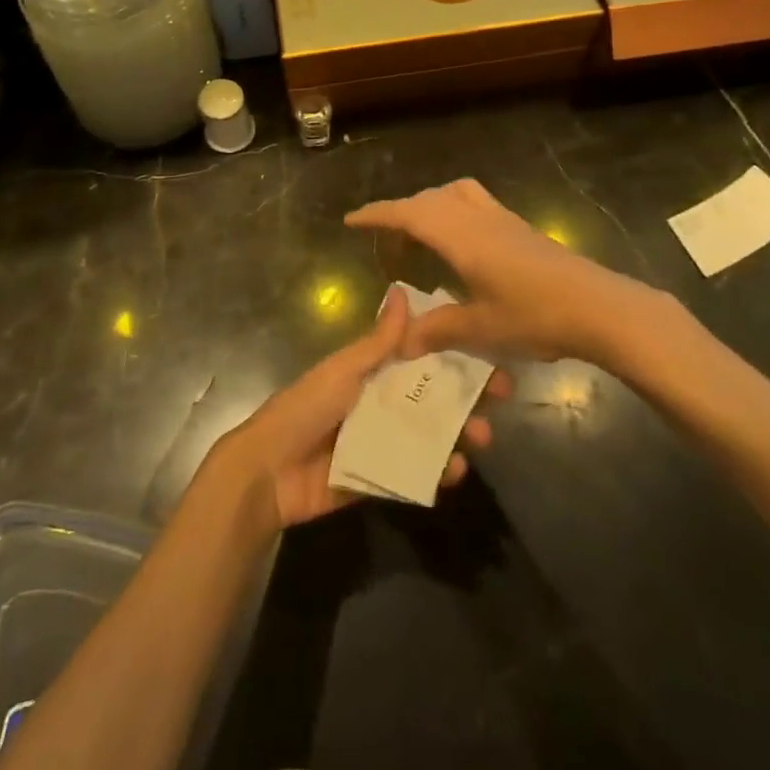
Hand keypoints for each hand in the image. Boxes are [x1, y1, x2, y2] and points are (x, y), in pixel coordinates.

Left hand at [213, 285, 512, 531]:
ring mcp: (382, 442)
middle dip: (466, 398)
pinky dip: (437, 472)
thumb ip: (378, 340)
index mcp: (372, 372)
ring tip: (481, 439)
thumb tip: (402, 291)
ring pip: (430, 435)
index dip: (454, 355)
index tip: (489, 353)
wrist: (268, 471)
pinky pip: (415, 473)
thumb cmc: (306, 407)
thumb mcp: (344, 369)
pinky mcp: (378, 478)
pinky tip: (456, 471)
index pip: (421, 358)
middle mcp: (381, 403)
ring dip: (459, 435)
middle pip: (432, 397)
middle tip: (500, 399)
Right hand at [346, 179, 658, 367]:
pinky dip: (453, 208)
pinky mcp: (520, 227)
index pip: (409, 214)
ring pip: (455, 194)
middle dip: (400, 211)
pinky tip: (461, 241)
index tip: (351, 220)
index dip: (377, 214)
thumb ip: (438, 330)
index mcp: (461, 237)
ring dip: (430, 204)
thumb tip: (401, 342)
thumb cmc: (535, 316)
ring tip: (420, 230)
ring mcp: (502, 219)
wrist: (598, 306)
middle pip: (429, 199)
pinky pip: (474, 202)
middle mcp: (477, 218)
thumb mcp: (481, 328)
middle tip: (383, 236)